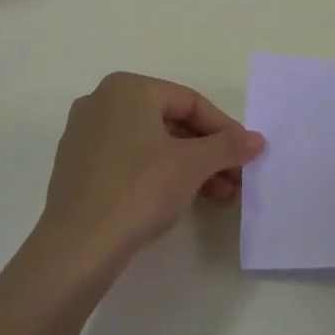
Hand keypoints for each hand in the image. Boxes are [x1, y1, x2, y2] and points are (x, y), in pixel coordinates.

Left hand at [34, 72, 263, 272]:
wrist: (78, 246)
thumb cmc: (139, 189)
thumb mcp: (192, 165)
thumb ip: (227, 146)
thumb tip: (257, 140)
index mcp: (127, 88)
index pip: (189, 101)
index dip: (224, 129)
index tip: (248, 155)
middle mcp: (101, 102)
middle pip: (170, 122)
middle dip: (208, 152)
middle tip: (237, 179)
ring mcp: (85, 135)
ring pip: (150, 144)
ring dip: (188, 167)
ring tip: (220, 197)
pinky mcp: (78, 167)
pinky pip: (129, 161)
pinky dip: (159, 175)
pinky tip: (182, 200)